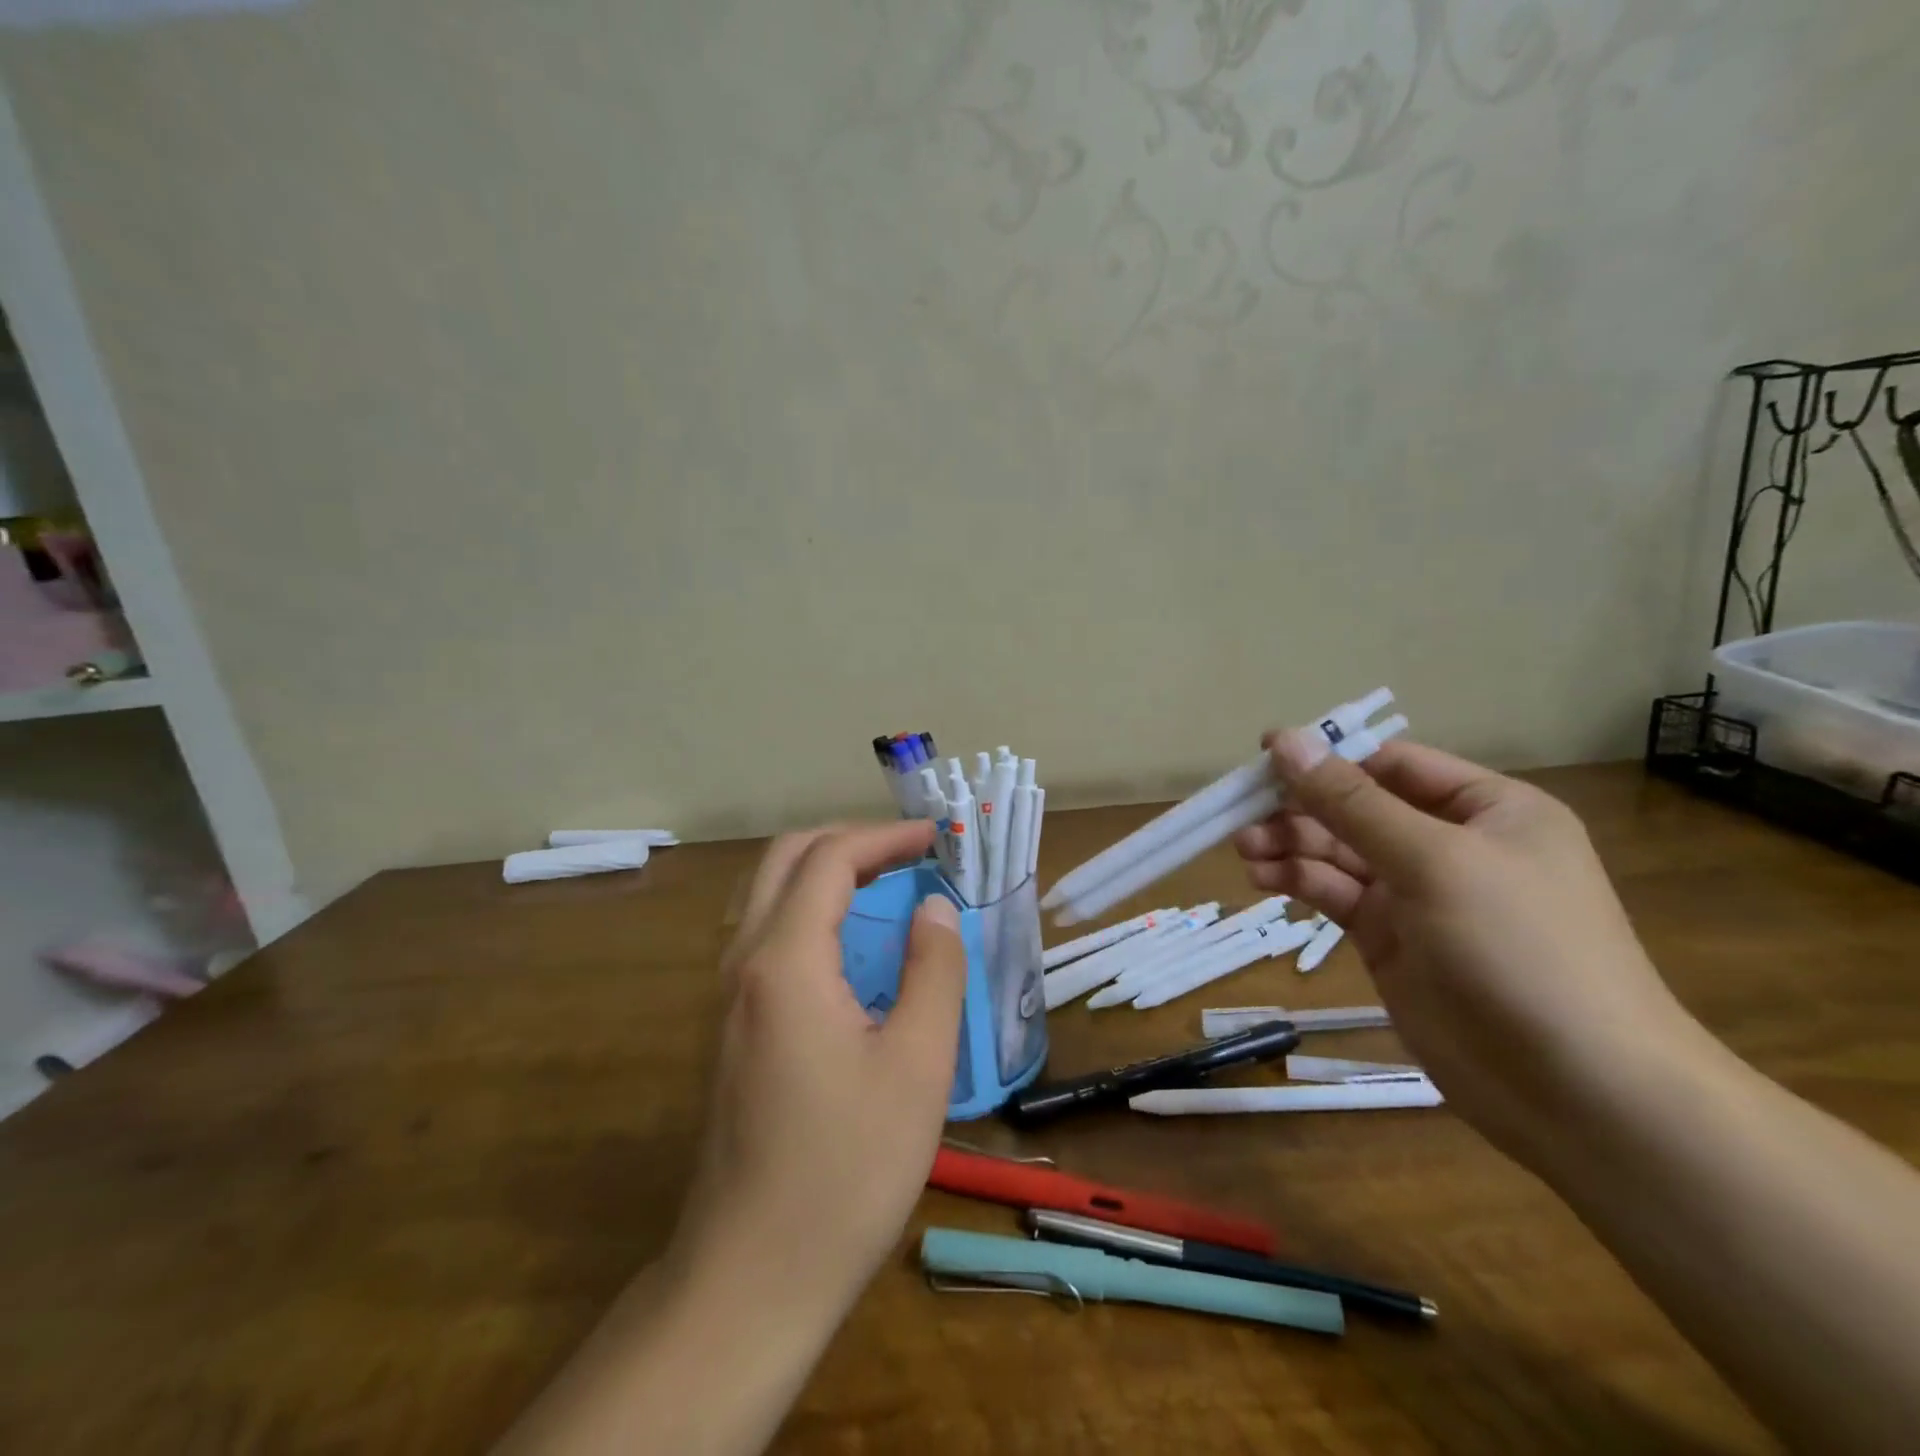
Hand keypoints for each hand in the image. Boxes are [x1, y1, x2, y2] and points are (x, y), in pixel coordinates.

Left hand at [667, 820, 966, 1320]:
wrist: (751, 1274)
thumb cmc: (846, 1170)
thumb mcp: (917, 1065)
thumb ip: (933, 970)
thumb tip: (933, 907)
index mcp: (785, 960)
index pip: (830, 859)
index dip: (886, 837)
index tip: (937, 838)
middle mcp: (743, 961)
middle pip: (786, 859)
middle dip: (850, 839)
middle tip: (909, 851)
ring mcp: (727, 994)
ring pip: (767, 892)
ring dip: (825, 869)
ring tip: (885, 881)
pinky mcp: (729, 1024)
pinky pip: (764, 931)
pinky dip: (809, 906)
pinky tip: (848, 941)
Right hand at [1236, 730, 1699, 1167]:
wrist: (1579, 1092)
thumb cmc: (1520, 949)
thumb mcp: (1434, 861)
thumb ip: (1351, 803)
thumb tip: (1286, 741)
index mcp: (1488, 810)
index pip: (1392, 765)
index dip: (1328, 757)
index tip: (1264, 758)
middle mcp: (1452, 845)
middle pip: (1358, 809)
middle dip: (1301, 809)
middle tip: (1243, 815)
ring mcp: (1419, 896)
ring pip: (1339, 853)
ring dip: (1291, 845)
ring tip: (1245, 849)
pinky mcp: (1390, 940)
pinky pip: (1336, 895)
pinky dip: (1299, 882)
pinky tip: (1263, 879)